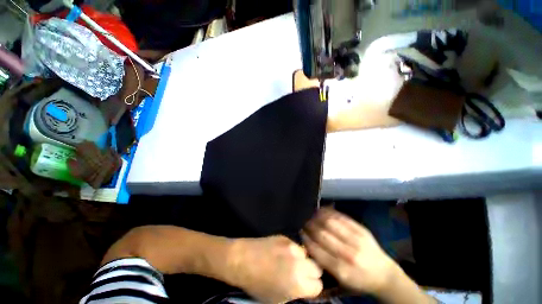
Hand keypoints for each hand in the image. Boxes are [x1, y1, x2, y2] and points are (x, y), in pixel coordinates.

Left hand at [228, 236, 322, 303]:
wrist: (242, 260)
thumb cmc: (257, 284)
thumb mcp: (278, 298)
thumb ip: (296, 292)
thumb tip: (305, 286)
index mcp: (298, 283)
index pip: (319, 285)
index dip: (312, 287)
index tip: (306, 286)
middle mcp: (299, 263)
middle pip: (317, 267)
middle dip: (311, 272)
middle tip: (301, 274)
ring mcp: (292, 247)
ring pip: (307, 255)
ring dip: (302, 260)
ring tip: (290, 262)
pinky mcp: (285, 237)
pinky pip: (296, 246)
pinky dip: (293, 251)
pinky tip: (282, 253)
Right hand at [301, 208, 395, 295]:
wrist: (384, 275)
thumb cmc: (359, 280)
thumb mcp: (340, 280)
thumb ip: (323, 263)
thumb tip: (308, 243)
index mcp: (342, 271)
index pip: (317, 250)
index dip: (306, 239)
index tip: (300, 232)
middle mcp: (349, 255)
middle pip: (323, 235)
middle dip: (310, 226)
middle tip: (304, 222)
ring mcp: (357, 240)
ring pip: (331, 223)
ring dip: (317, 217)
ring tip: (311, 215)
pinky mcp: (362, 229)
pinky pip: (341, 217)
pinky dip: (329, 212)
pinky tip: (322, 211)